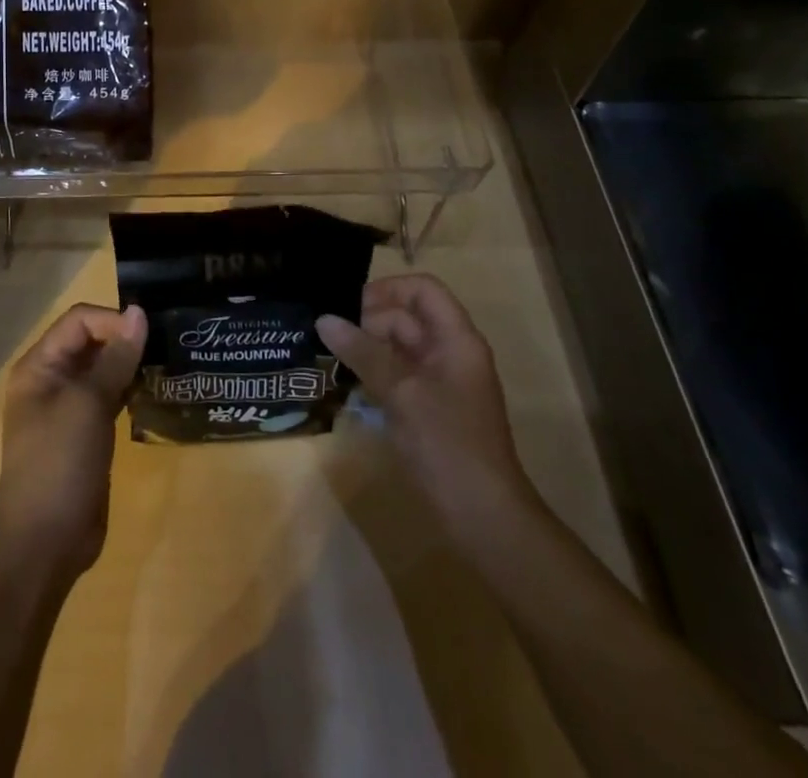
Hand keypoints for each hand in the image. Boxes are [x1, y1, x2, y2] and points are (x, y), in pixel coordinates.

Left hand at [0, 302, 146, 577]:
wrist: (44, 542)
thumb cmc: (59, 462)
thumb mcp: (89, 403)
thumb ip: (116, 357)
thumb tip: (139, 313)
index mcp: (40, 365)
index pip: (80, 320)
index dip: (114, 321)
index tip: (149, 335)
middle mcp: (51, 379)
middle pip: (92, 341)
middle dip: (125, 340)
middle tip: (167, 344)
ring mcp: (69, 408)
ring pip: (104, 370)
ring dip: (131, 365)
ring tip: (167, 364)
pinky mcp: (86, 433)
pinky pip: (110, 397)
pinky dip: (131, 391)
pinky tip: (156, 394)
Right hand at [317, 274, 533, 529]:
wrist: (483, 517)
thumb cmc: (447, 445)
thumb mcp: (401, 392)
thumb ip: (363, 352)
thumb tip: (324, 319)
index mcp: (456, 339)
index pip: (423, 290)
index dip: (387, 289)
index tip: (349, 305)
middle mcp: (450, 353)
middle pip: (406, 317)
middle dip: (367, 321)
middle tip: (328, 336)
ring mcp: (440, 383)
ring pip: (398, 348)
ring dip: (366, 349)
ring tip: (328, 356)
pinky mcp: (428, 409)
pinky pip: (397, 376)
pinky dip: (373, 374)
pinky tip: (346, 385)